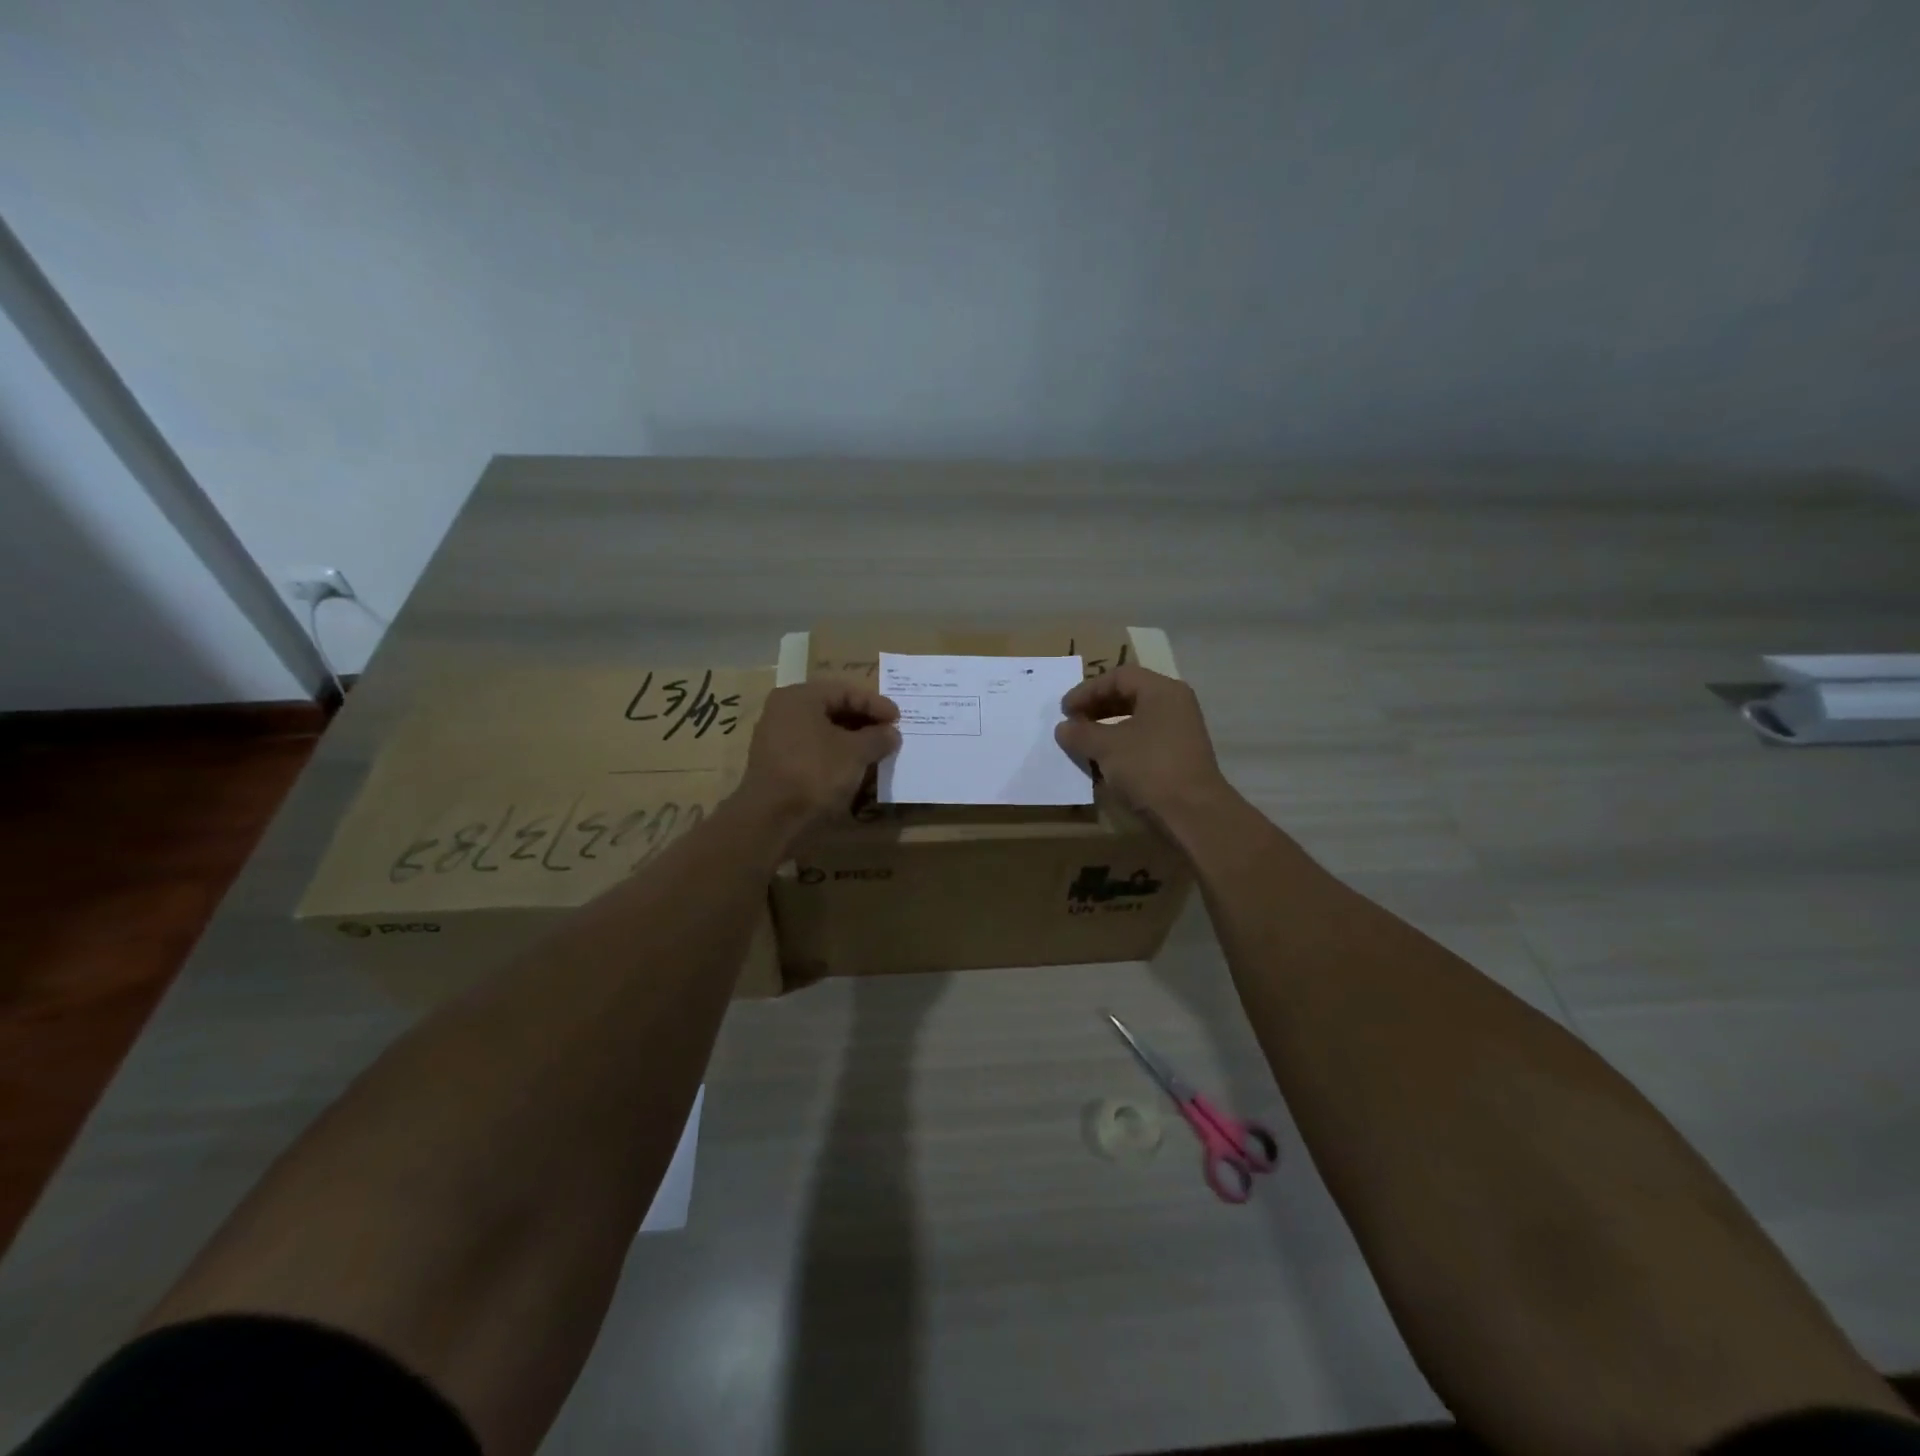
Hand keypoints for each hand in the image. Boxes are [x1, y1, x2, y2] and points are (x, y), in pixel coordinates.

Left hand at [739, 681, 900, 834]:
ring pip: (823, 731)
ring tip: (876, 752)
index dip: (876, 704)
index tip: (899, 719)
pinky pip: (813, 750)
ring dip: (851, 740)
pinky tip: (853, 768)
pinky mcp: (777, 763)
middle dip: (864, 722)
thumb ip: (878, 738)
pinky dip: (835, 755)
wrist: (771, 818)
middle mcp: (783, 710)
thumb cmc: (815, 772)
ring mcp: (776, 738)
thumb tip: (892, 733)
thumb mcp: (856, 752)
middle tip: (889, 734)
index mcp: (799, 697)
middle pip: (833, 709)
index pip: (846, 691)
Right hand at [1055, 665, 1232, 824]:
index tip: (1065, 710)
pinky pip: (1144, 740)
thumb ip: (1081, 733)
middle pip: (1129, 695)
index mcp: (1162, 691)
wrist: (1193, 814)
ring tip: (1083, 742)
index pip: (1119, 677)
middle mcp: (1175, 705)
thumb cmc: (1149, 768)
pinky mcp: (1179, 757)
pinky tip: (1103, 761)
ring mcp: (1180, 732)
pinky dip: (1121, 745)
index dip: (1088, 690)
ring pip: (1136, 720)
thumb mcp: (1107, 747)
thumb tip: (1063, 728)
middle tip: (1072, 723)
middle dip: (1096, 707)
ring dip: (1106, 728)